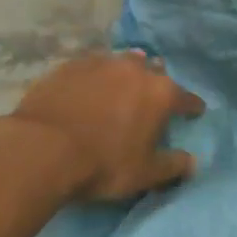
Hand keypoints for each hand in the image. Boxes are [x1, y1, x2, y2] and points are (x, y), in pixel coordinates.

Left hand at [0, 50, 205, 201]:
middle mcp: (135, 69)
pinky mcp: (69, 66)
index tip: (195, 112)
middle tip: (153, 97)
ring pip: (122, 62)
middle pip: (154, 71)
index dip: (192, 107)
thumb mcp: (144, 174)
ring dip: (127, 72)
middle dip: (157, 82)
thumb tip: (192, 162)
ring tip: (122, 84)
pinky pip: (91, 66)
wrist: (42, 150)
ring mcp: (100, 63)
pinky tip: (89, 86)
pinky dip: (96, 75)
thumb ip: (172, 166)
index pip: (186, 98)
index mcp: (160, 93)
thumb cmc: (103, 164)